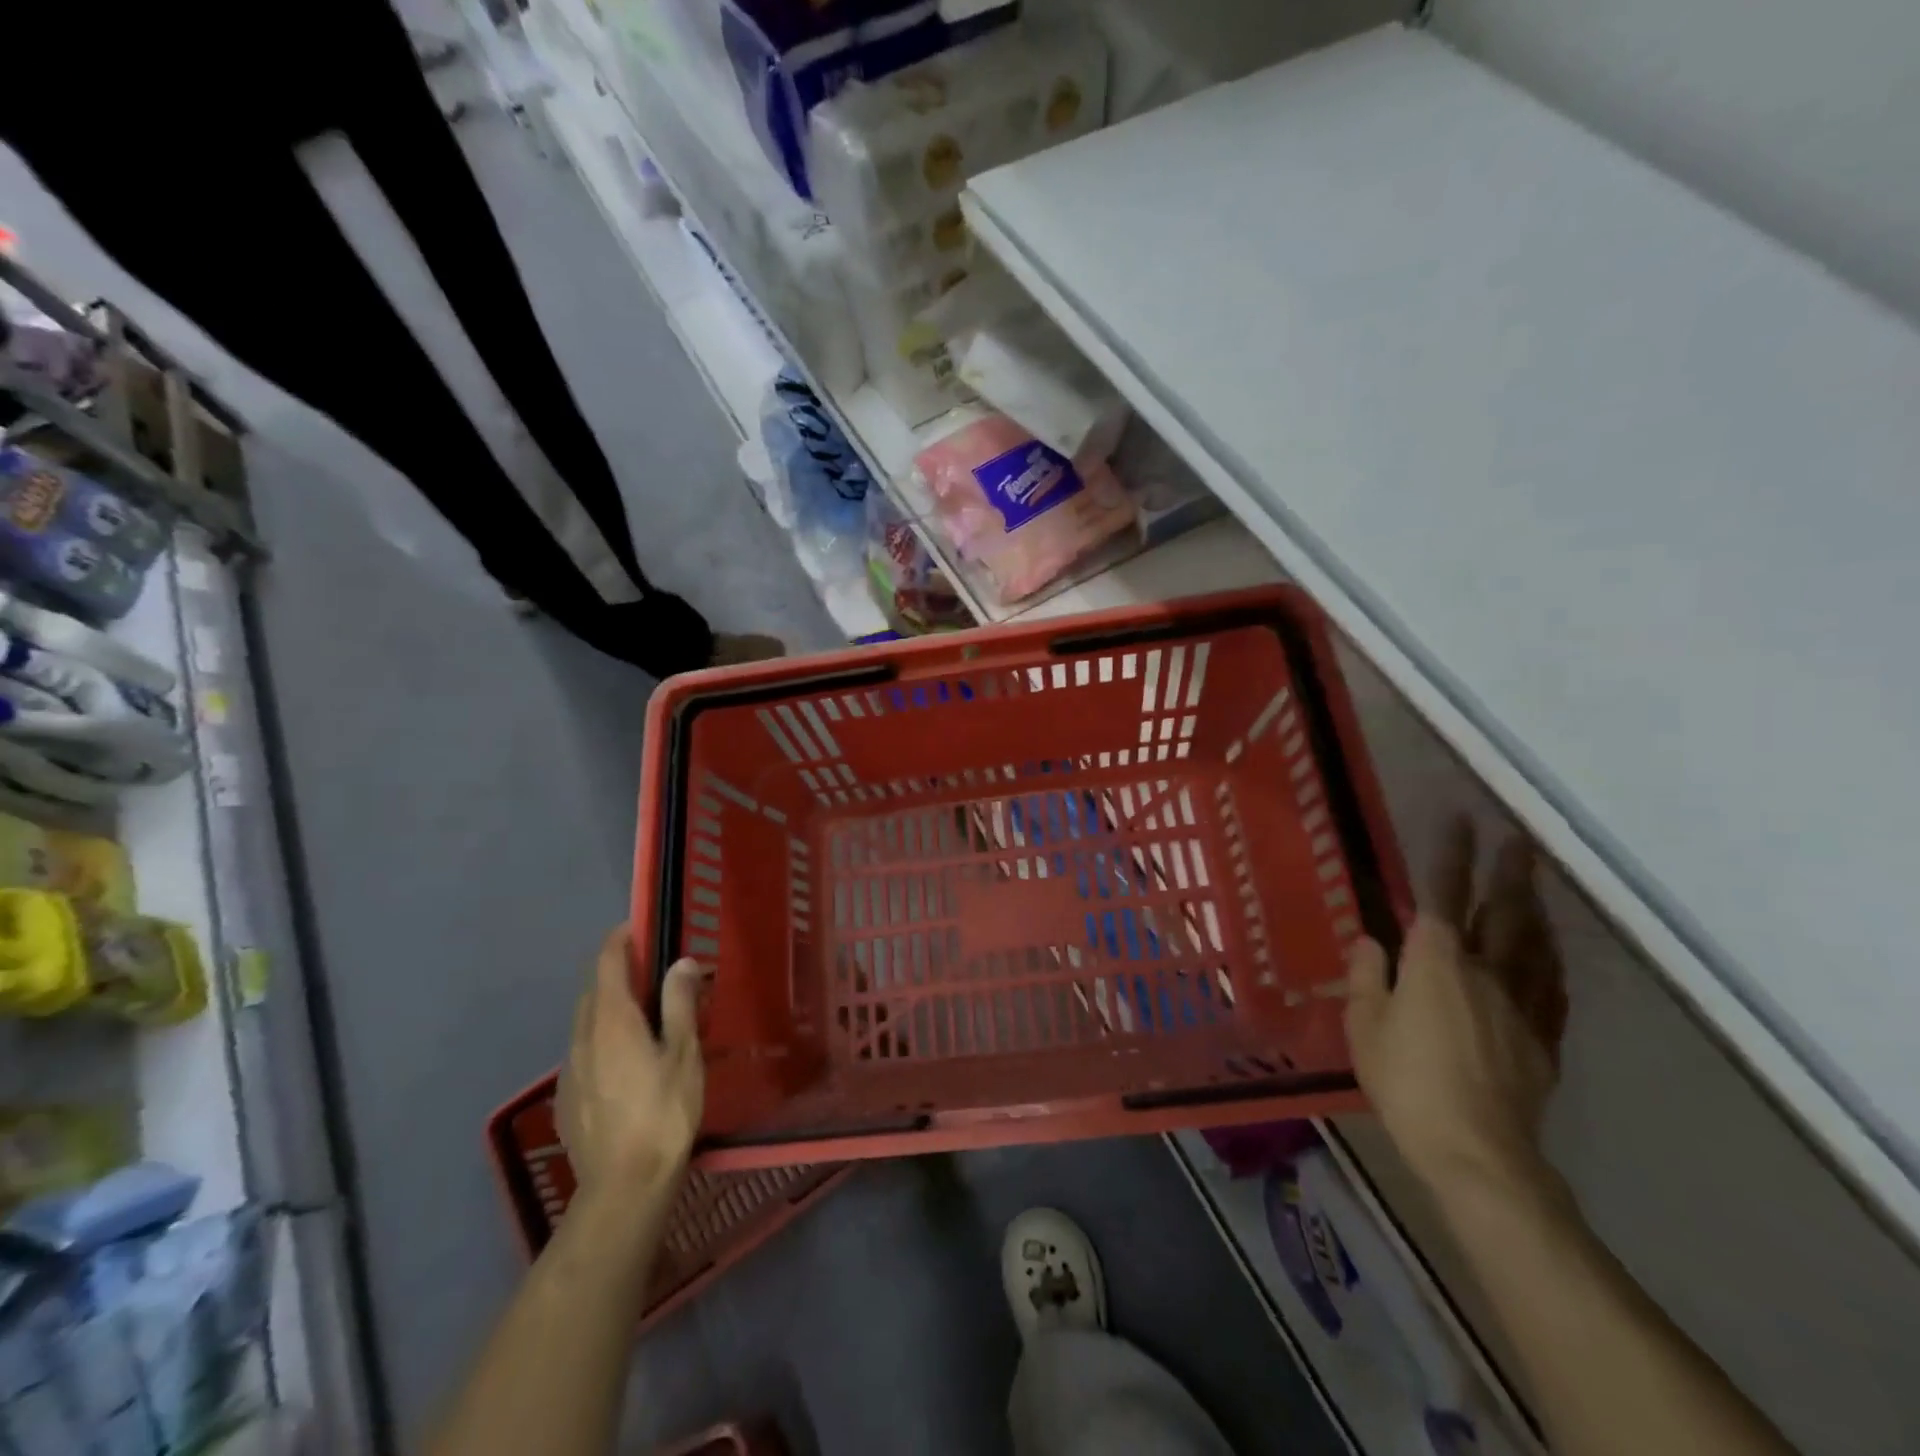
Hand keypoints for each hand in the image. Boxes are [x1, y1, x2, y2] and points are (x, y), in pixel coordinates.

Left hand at [556, 926, 703, 1202]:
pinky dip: (603, 1037)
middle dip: (617, 971)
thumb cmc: (663, 1110)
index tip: (640, 927)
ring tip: (643, 1015)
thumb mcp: (683, 1052)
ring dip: (610, 1006)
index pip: (607, 961)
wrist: (624, 1186)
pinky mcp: (568, 1097)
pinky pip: (584, 1050)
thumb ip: (679, 1003)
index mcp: (612, 1018)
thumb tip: (681, 962)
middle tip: (652, 970)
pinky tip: (627, 1061)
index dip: (620, 938)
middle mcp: (582, 1035)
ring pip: (586, 1021)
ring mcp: (570, 1068)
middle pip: (593, 989)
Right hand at [1345, 819, 1567, 1199]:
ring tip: (1534, 884)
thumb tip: (1372, 940)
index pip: (1442, 893)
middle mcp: (1484, 970)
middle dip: (1507, 870)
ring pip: (1533, 943)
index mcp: (1435, 960)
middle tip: (1517, 838)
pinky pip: (1551, 987)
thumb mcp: (1363, 1025)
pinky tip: (1549, 953)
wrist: (1476, 1149)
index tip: (1459, 819)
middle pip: (1501, 910)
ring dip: (1533, 907)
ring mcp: (1520, 1003)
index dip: (1450, 854)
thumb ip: (1368, 976)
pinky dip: (1549, 960)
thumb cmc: (1406, 1080)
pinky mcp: (1543, 1039)